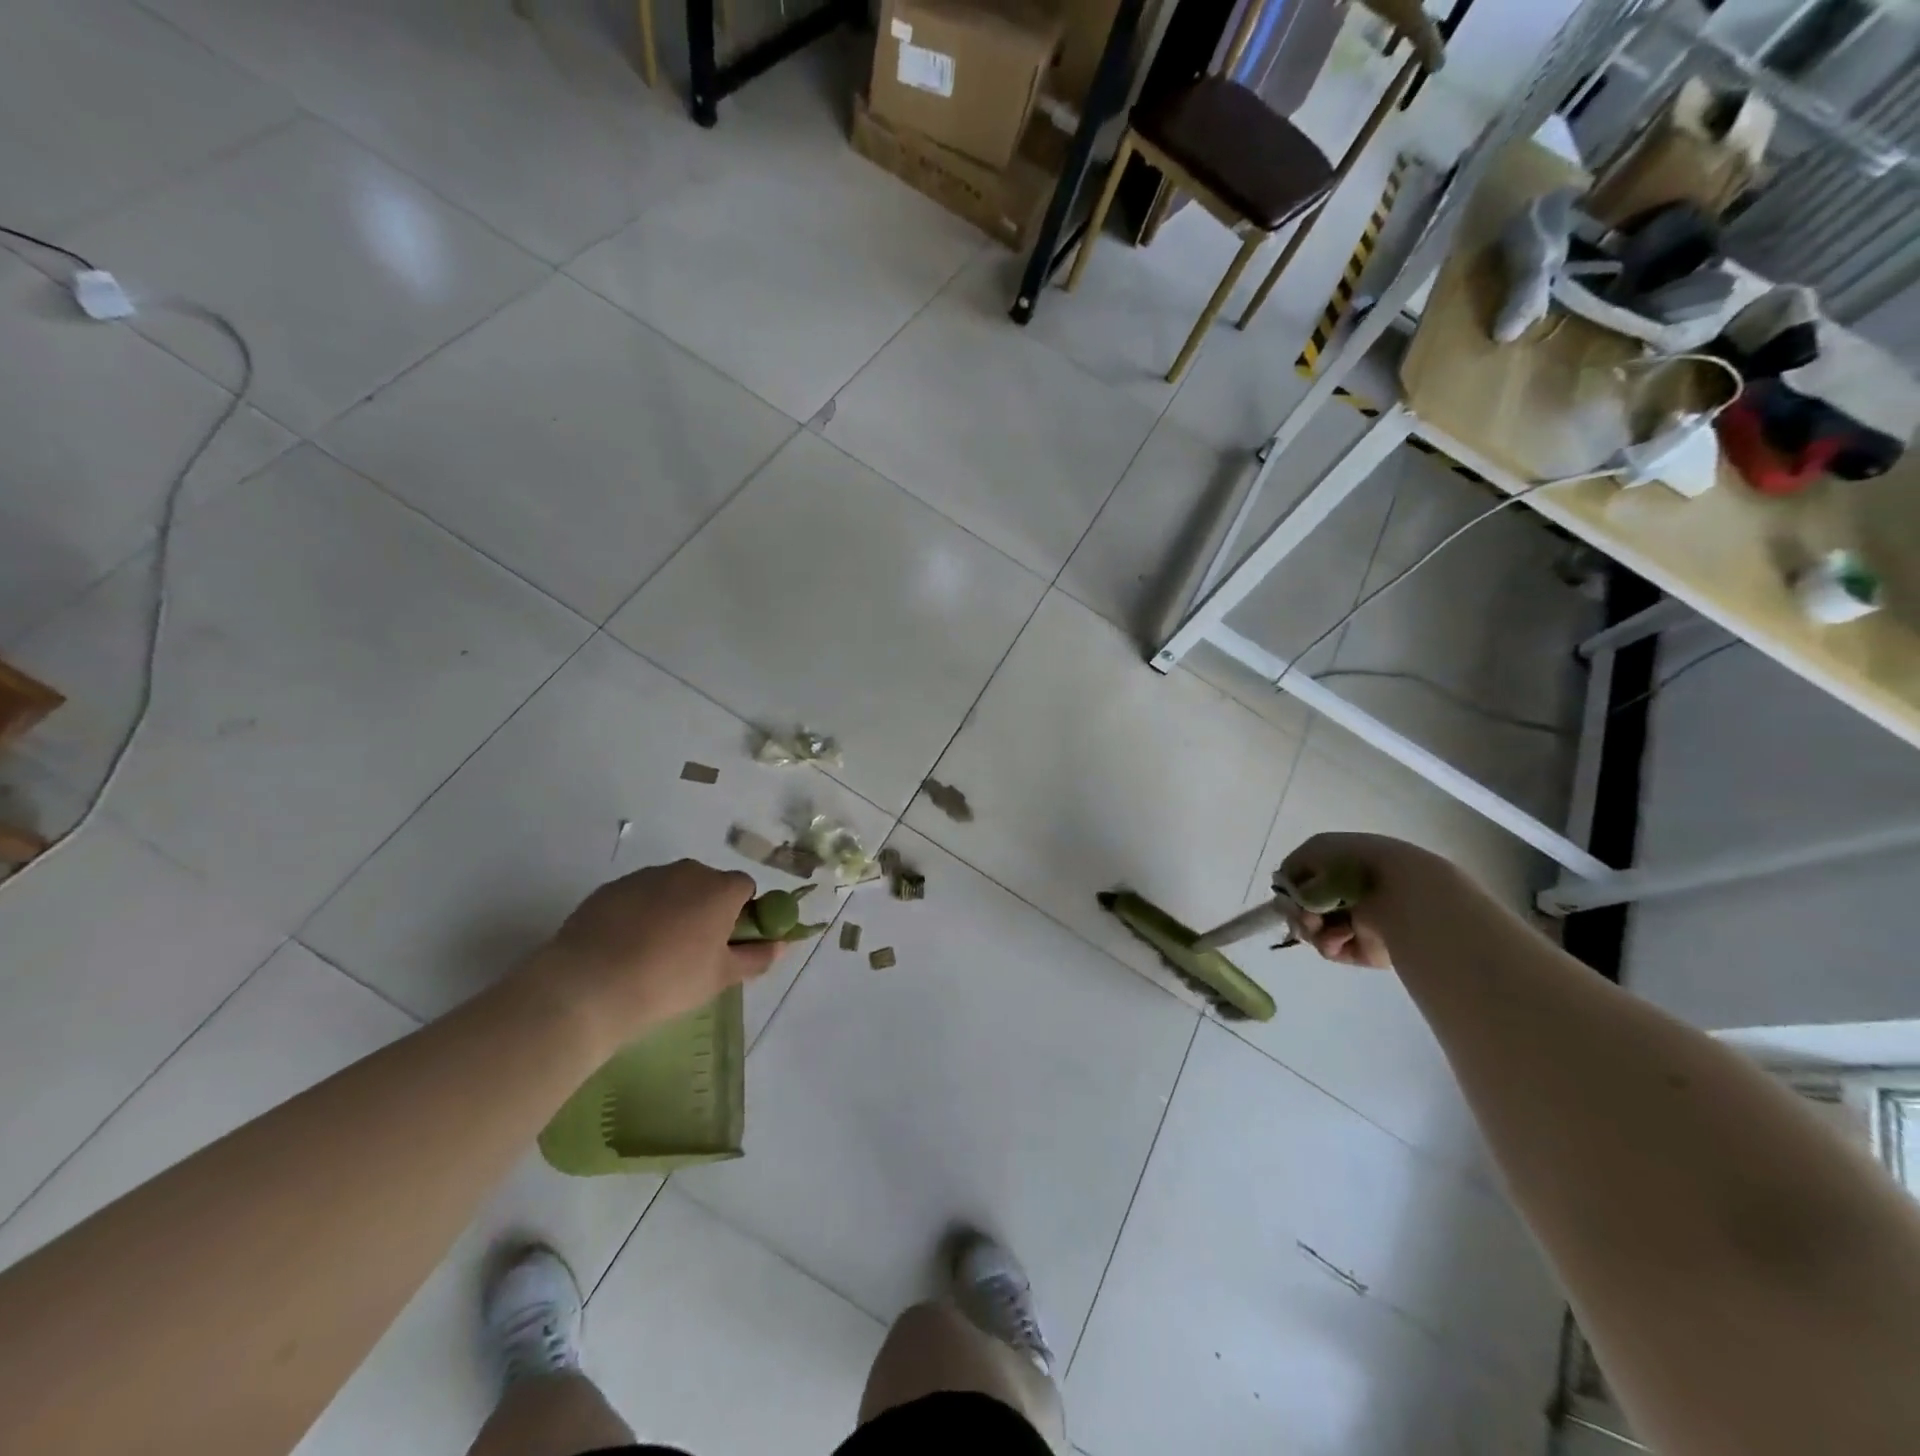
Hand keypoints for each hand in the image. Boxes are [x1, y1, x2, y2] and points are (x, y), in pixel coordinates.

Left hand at [536, 859, 783, 1043]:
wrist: (588, 986)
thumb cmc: (668, 981)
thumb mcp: (720, 977)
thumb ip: (756, 957)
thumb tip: (780, 944)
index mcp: (720, 888)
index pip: (745, 887)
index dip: (741, 913)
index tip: (727, 942)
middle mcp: (686, 872)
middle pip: (708, 884)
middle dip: (706, 909)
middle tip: (693, 950)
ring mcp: (645, 876)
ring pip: (672, 889)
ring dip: (673, 910)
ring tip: (654, 952)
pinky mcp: (611, 888)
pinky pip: (638, 896)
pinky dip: (639, 914)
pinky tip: (625, 947)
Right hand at [1279, 832, 1449, 968]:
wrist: (1403, 894)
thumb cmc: (1355, 864)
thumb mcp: (1313, 852)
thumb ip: (1290, 872)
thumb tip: (1288, 895)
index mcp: (1339, 863)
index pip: (1302, 878)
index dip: (1291, 887)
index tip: (1287, 894)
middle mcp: (1347, 891)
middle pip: (1304, 906)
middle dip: (1297, 910)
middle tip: (1305, 913)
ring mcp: (1356, 920)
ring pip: (1313, 929)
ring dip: (1310, 927)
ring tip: (1320, 924)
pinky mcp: (1365, 948)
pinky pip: (1332, 947)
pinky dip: (1329, 942)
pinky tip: (1340, 935)